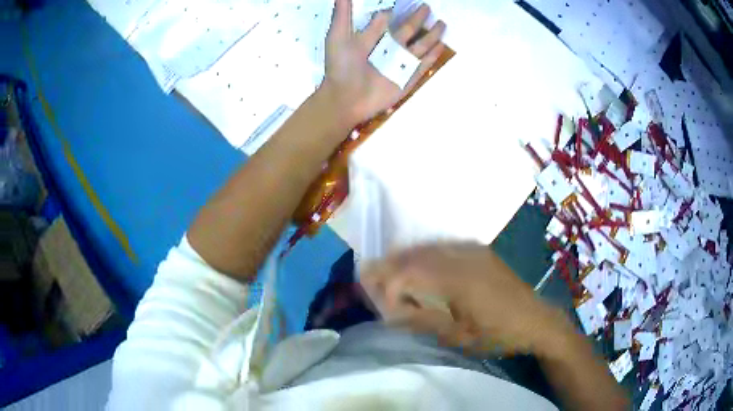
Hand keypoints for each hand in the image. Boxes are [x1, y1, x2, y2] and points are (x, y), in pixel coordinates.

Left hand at [322, 0, 445, 127]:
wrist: (347, 97)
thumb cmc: (341, 66)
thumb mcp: (338, 36)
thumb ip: (342, 14)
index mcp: (373, 37)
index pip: (386, 20)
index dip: (393, 11)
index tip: (403, 1)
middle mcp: (388, 47)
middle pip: (407, 29)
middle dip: (417, 18)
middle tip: (427, 7)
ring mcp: (400, 62)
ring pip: (420, 45)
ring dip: (431, 34)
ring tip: (441, 23)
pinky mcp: (409, 77)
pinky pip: (424, 64)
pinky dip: (433, 55)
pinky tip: (441, 46)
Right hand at [360, 243, 573, 354]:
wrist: (536, 320)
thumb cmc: (497, 334)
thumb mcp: (458, 336)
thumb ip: (422, 320)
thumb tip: (391, 312)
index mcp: (457, 280)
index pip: (409, 274)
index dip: (386, 285)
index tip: (372, 297)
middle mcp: (462, 257)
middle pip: (415, 255)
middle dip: (388, 265)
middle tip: (367, 276)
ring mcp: (472, 250)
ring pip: (427, 247)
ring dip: (404, 257)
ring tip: (385, 269)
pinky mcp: (479, 251)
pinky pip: (443, 245)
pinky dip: (423, 253)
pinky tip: (416, 262)